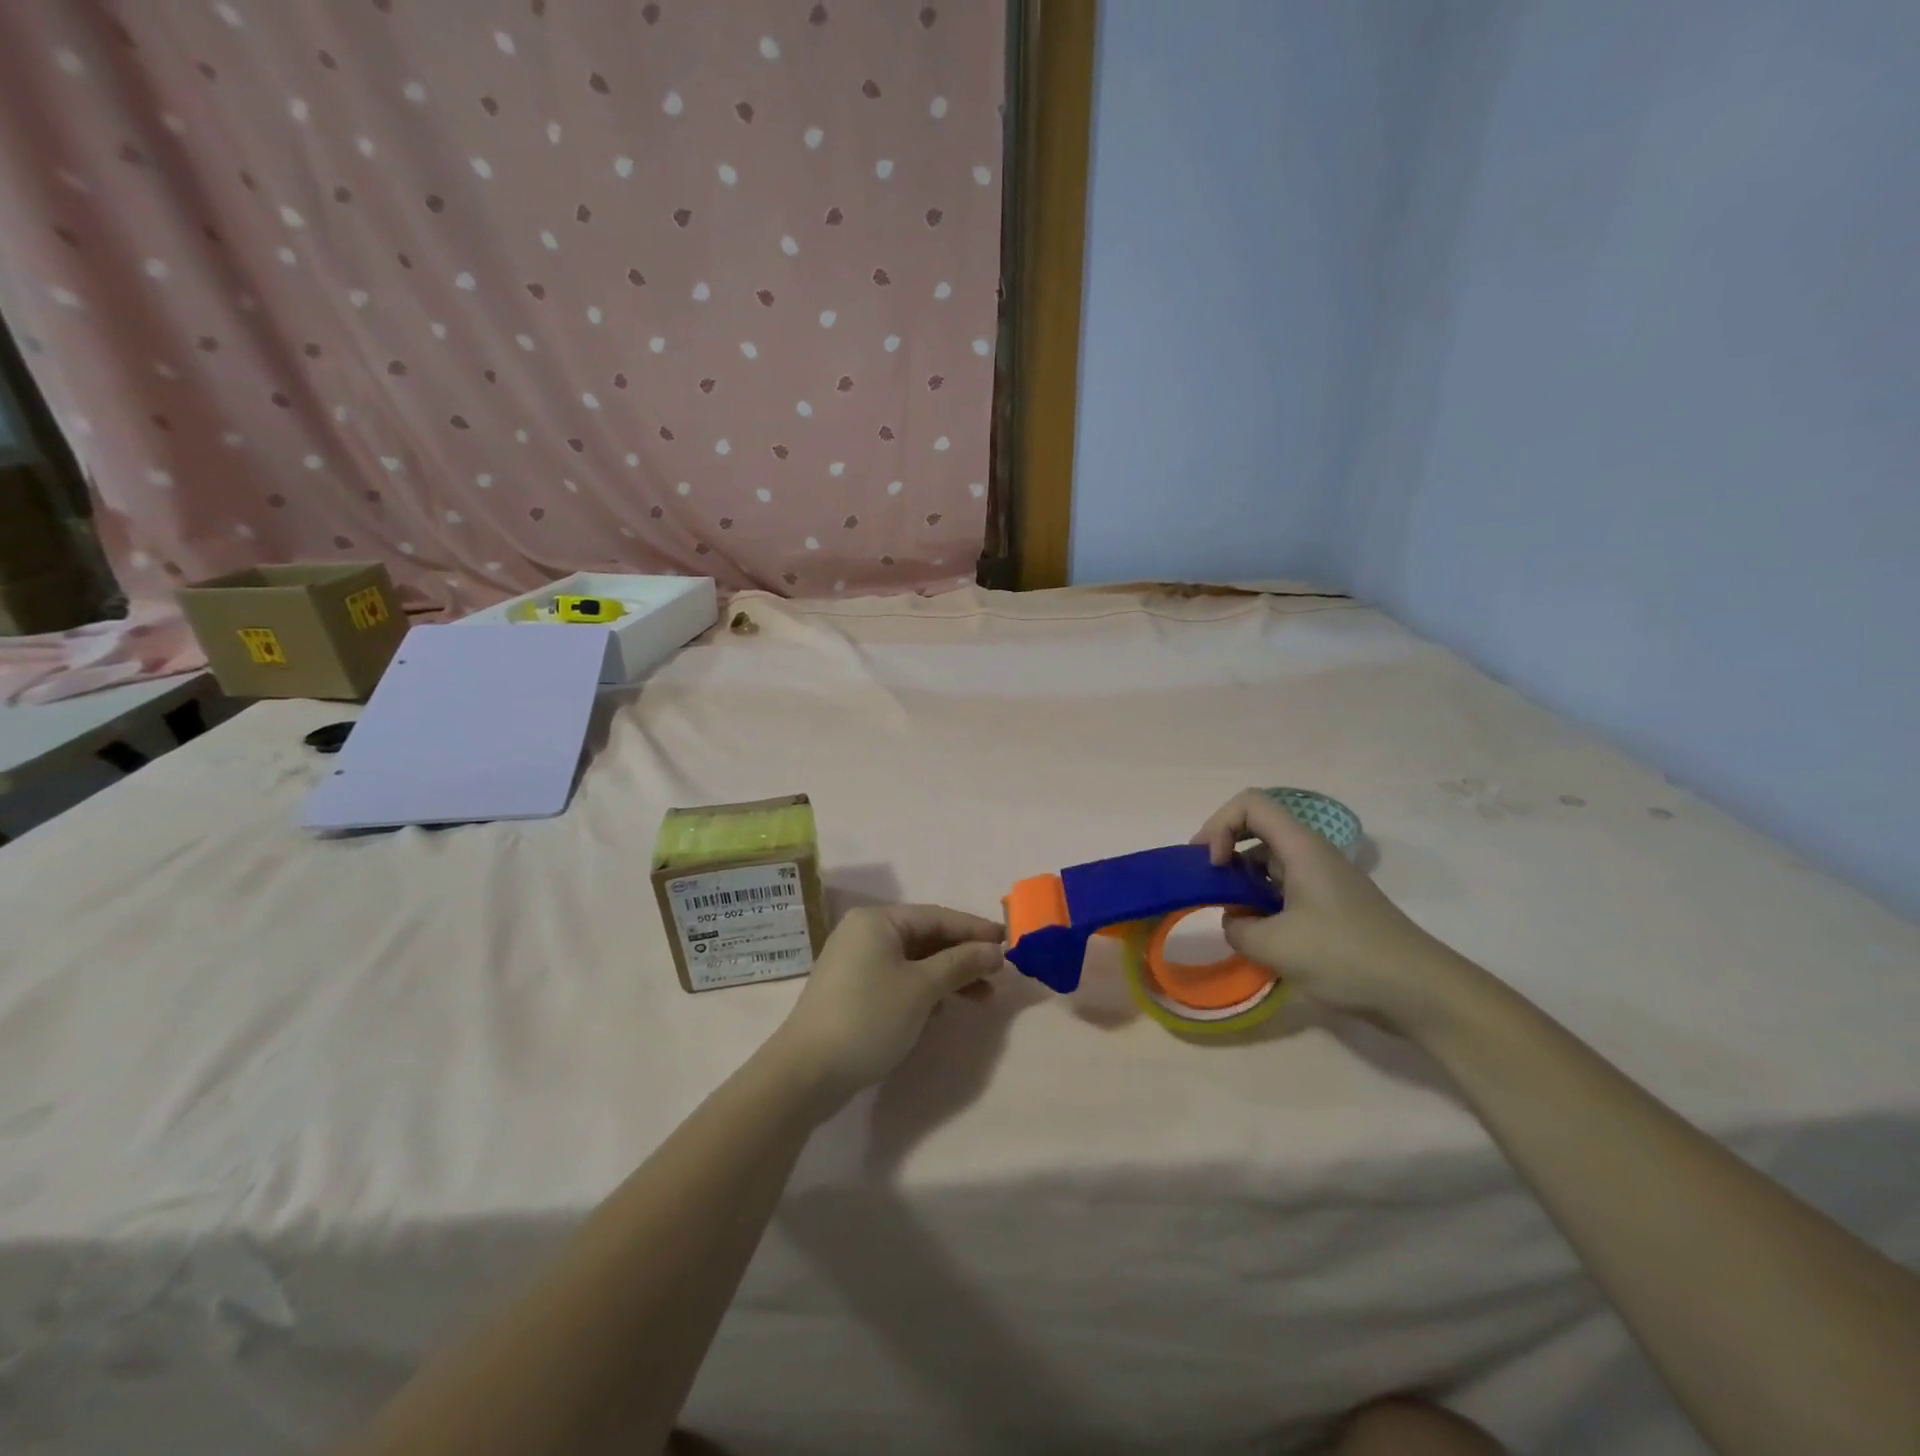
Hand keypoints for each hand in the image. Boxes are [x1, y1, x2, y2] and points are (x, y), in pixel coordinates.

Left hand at [770, 905, 1005, 1112]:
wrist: (807, 1072)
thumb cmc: (869, 1017)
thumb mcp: (922, 988)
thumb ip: (961, 963)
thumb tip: (995, 951)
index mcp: (878, 920)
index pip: (937, 916)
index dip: (975, 929)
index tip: (1008, 942)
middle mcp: (865, 932)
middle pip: (926, 937)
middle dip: (963, 956)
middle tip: (998, 975)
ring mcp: (856, 962)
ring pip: (914, 961)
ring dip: (948, 976)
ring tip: (982, 998)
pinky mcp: (853, 990)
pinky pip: (899, 978)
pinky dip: (925, 989)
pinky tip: (944, 1010)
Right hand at [1194, 789, 1475, 1031]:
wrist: (1420, 992)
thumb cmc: (1345, 956)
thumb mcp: (1274, 945)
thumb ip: (1237, 928)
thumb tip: (1235, 921)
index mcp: (1301, 847)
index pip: (1249, 804)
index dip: (1219, 825)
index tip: (1212, 865)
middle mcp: (1311, 854)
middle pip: (1257, 828)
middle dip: (1224, 849)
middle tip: (1206, 883)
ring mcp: (1323, 880)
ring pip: (1268, 861)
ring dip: (1242, 881)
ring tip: (1231, 917)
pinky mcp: (1331, 907)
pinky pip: (1284, 888)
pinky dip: (1262, 903)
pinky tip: (1259, 937)